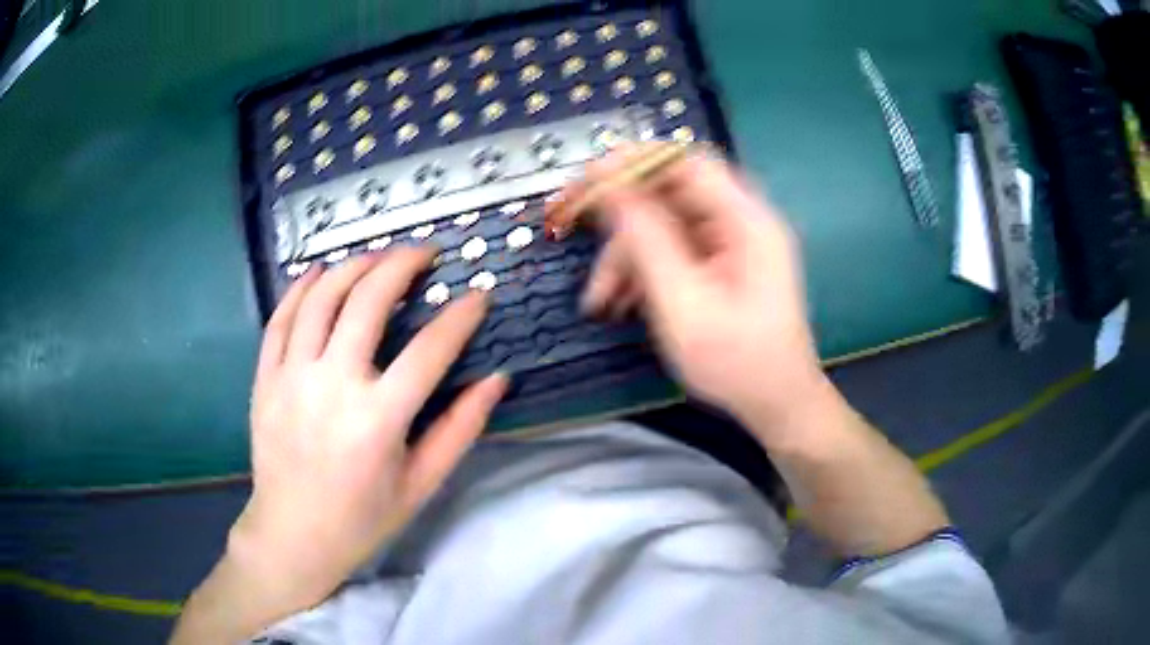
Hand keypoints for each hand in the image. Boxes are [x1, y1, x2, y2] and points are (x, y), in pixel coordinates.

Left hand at [231, 248, 506, 611]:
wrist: (293, 535)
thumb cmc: (363, 517)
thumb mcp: (421, 484)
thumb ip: (460, 429)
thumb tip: (496, 379)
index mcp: (378, 420)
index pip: (430, 350)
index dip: (460, 316)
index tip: (479, 293)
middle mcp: (332, 387)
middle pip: (367, 302)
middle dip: (402, 265)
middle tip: (425, 253)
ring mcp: (291, 378)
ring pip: (320, 298)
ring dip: (353, 266)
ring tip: (378, 256)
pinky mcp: (265, 379)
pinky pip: (280, 319)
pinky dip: (300, 288)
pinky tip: (318, 272)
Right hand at [551, 146, 826, 443]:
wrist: (775, 404)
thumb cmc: (737, 363)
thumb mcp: (684, 304)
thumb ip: (648, 241)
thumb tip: (611, 189)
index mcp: (745, 220)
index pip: (684, 162)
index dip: (632, 161)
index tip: (586, 179)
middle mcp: (740, 221)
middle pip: (667, 193)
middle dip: (619, 219)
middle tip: (572, 228)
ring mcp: (730, 243)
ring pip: (662, 225)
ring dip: (625, 256)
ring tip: (599, 300)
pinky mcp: (720, 264)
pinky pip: (671, 250)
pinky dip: (642, 271)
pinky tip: (621, 303)